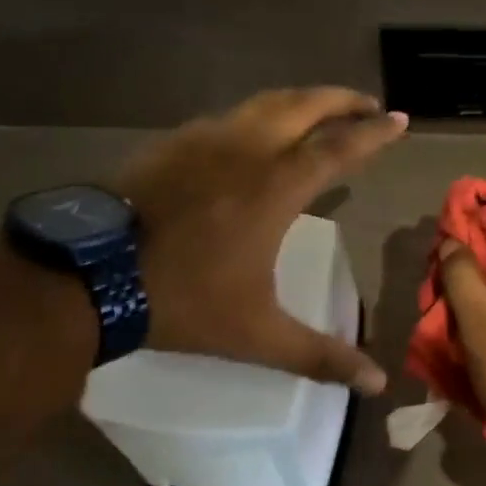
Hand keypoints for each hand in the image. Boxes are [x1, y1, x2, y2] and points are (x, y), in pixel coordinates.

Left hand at [113, 88, 406, 391]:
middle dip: (343, 100)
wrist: (85, 277)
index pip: (339, 147)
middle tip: (369, 104)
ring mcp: (206, 140)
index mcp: (277, 187)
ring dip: (303, 101)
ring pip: (266, 102)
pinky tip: (255, 132)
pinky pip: (230, 116)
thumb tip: (378, 384)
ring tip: (322, 110)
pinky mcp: (173, 143)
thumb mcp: (258, 335)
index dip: (375, 132)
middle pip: (306, 106)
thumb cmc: (182, 300)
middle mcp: (247, 150)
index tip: (400, 120)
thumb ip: (321, 356)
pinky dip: (260, 114)